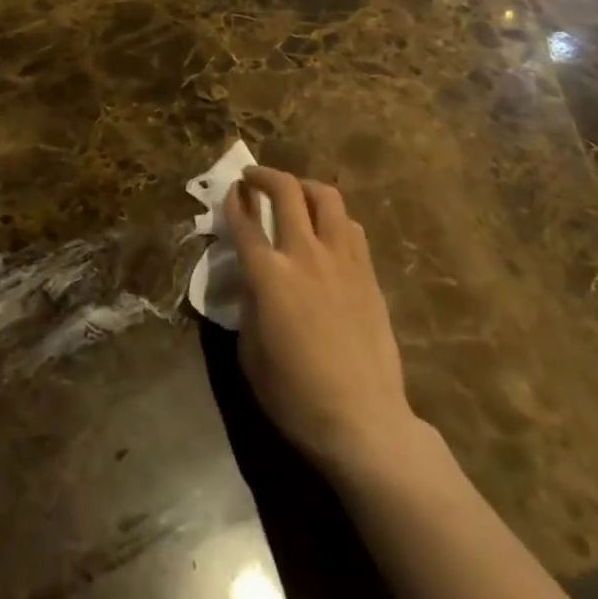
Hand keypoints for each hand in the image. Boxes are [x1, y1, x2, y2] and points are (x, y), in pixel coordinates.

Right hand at [224, 167, 435, 486]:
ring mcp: (342, 260)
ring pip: (326, 197)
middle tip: (253, 177)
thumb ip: (248, 306)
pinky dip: (333, 217)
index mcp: (269, 276)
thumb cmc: (296, 396)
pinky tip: (326, 230)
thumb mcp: (251, 353)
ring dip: (304, 187)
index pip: (245, 222)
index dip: (233, 201)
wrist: (363, 422)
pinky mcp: (368, 273)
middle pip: (286, 192)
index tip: (230, 191)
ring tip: (294, 194)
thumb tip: (253, 281)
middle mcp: (305, 255)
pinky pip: (350, 226)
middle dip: (265, 176)